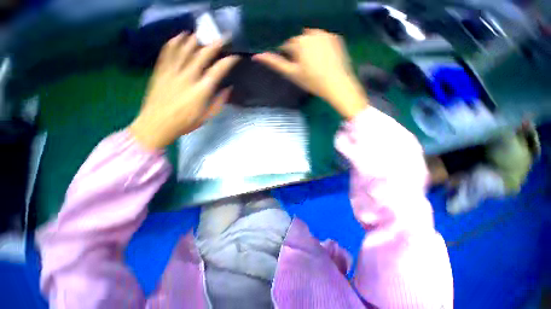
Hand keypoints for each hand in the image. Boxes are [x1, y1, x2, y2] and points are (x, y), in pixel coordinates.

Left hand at [129, 33, 238, 149]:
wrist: (157, 124)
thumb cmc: (185, 123)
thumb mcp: (207, 116)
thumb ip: (219, 102)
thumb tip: (228, 89)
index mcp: (201, 90)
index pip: (218, 70)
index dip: (228, 62)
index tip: (235, 56)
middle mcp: (188, 77)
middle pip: (202, 55)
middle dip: (214, 45)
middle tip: (222, 38)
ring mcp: (172, 72)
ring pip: (184, 50)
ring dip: (194, 40)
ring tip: (202, 34)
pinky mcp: (160, 71)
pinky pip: (167, 53)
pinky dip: (174, 42)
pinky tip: (179, 36)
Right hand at [253, 29, 368, 118]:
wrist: (337, 84)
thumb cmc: (312, 81)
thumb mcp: (292, 74)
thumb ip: (275, 63)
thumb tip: (257, 56)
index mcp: (299, 42)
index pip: (286, 45)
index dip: (288, 56)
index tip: (293, 67)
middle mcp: (311, 33)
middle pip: (299, 40)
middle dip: (299, 51)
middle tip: (304, 67)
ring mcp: (325, 33)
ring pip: (311, 38)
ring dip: (309, 47)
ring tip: (314, 63)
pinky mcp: (336, 37)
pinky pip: (323, 38)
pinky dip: (321, 45)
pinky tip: (324, 58)